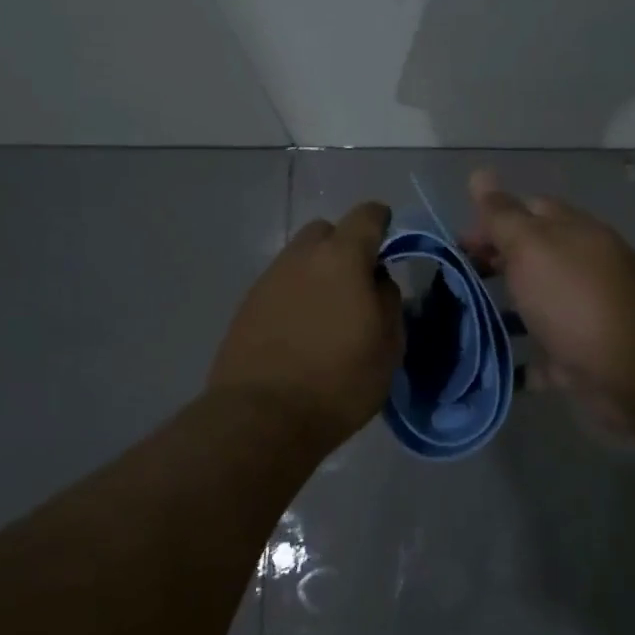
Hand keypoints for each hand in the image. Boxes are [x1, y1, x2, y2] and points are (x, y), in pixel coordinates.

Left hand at [210, 201, 402, 445]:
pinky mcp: (246, 306)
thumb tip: (377, 281)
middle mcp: (300, 258)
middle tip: (357, 282)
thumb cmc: (339, 382)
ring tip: (328, 312)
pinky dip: (295, 295)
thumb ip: (388, 301)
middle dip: (343, 246)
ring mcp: (268, 280)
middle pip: (325, 232)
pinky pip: (279, 285)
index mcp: (341, 259)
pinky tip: (301, 330)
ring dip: (317, 272)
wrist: (262, 418)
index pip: (366, 216)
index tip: (388, 238)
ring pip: (299, 259)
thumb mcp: (388, 346)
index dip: (380, 221)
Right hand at [462, 169, 634, 433]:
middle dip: (493, 266)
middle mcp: (579, 269)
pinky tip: (490, 367)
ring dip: (502, 313)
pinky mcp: (579, 360)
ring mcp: (581, 316)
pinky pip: (542, 358)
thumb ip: (504, 216)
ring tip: (460, 324)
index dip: (490, 222)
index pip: (526, 211)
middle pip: (530, 260)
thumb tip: (479, 173)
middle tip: (452, 285)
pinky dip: (519, 362)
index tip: (455, 245)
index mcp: (570, 233)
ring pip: (535, 307)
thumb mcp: (533, 246)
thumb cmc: (577, 299)